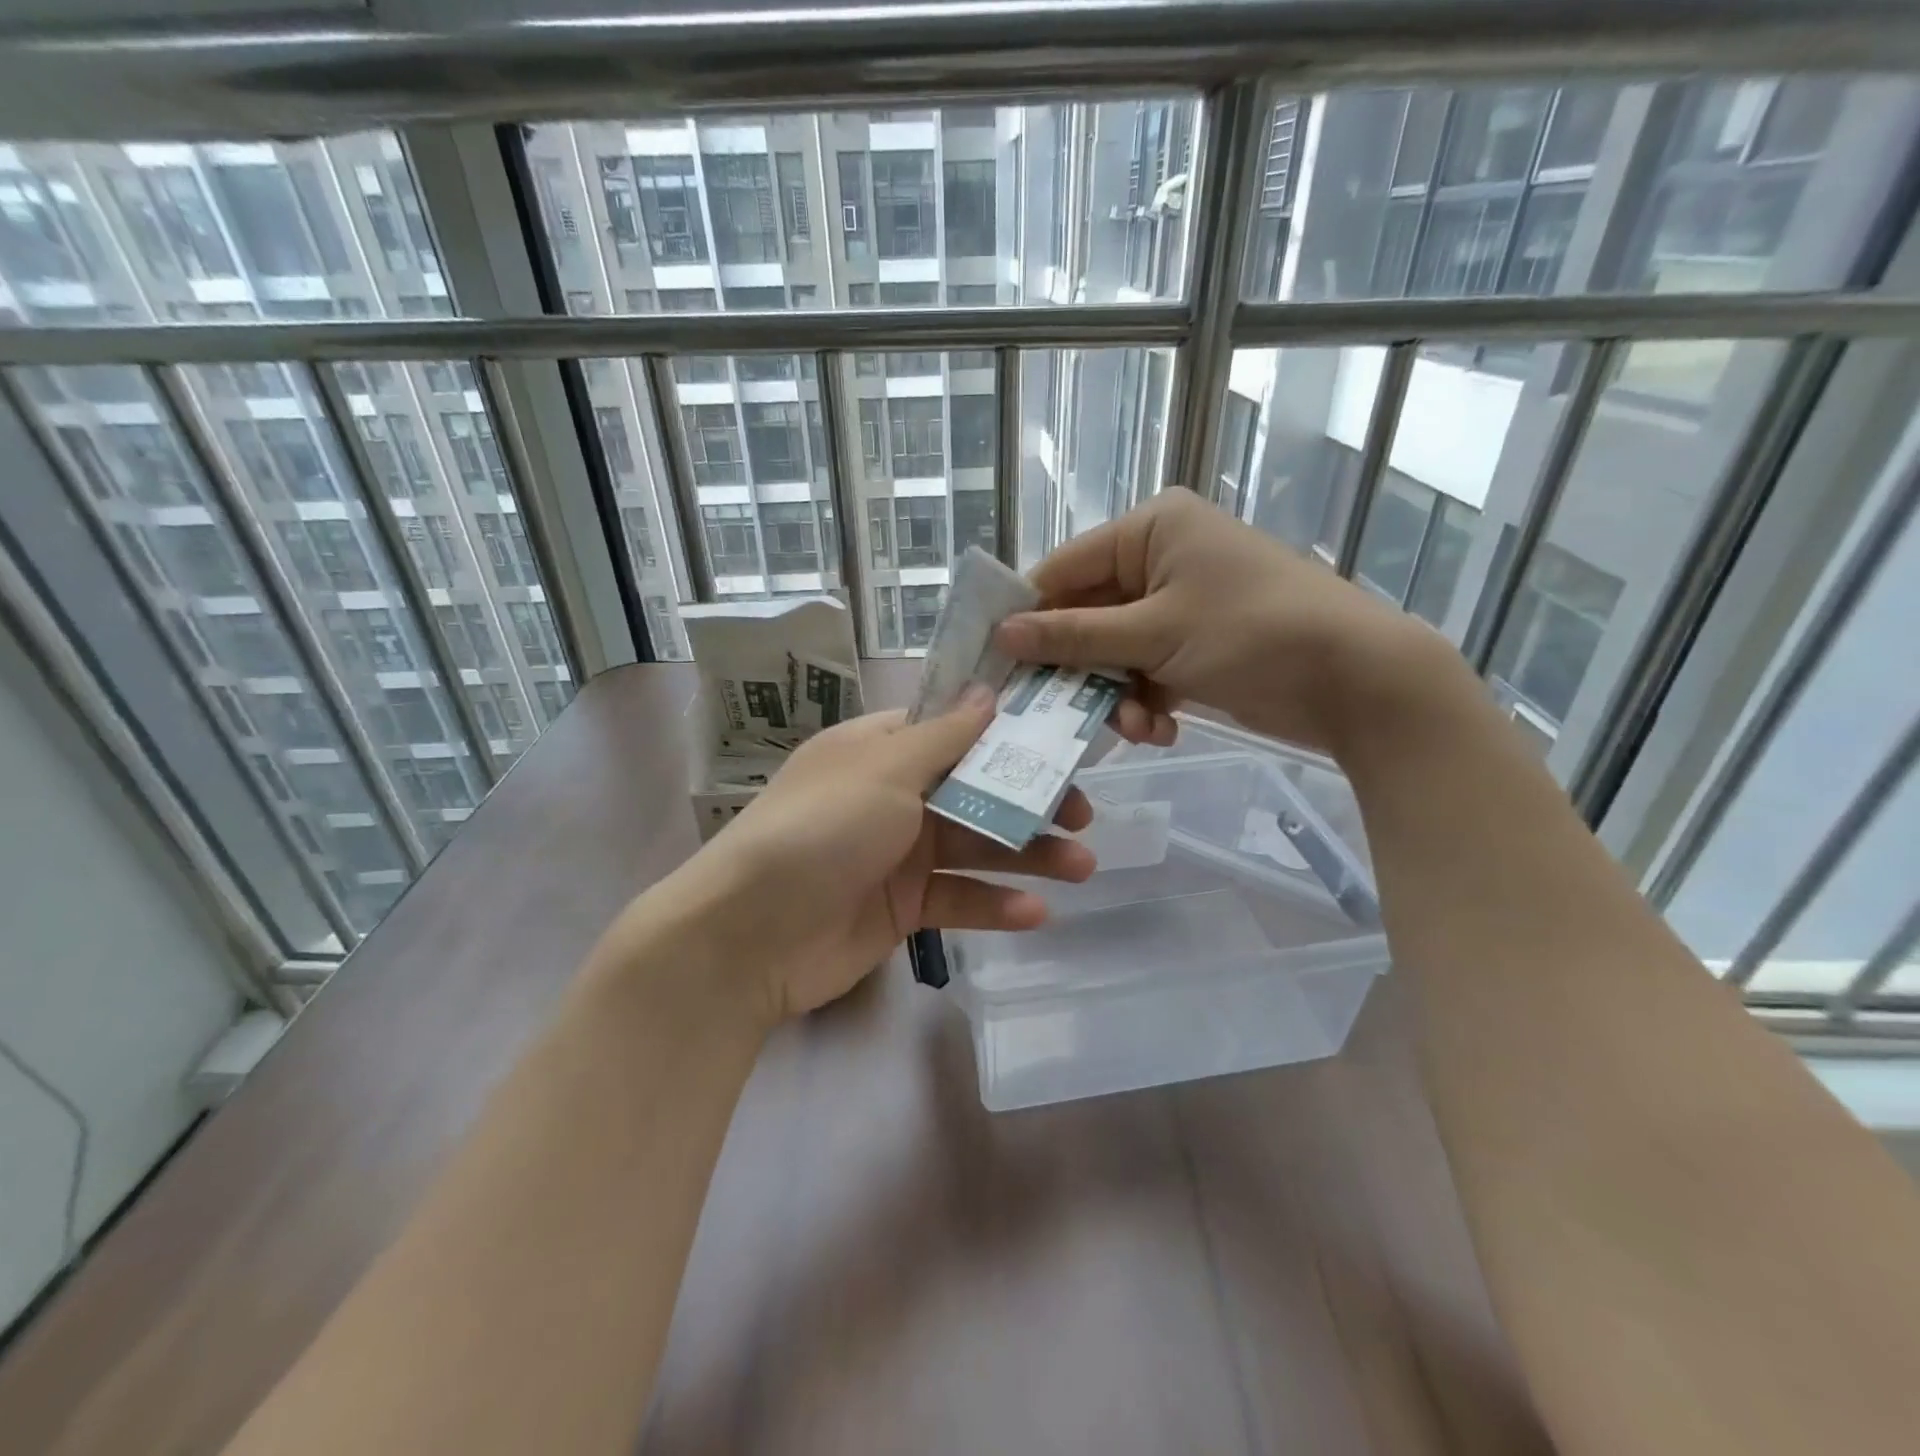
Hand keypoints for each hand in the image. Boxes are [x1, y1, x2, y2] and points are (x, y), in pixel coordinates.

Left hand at [613, 687, 1095, 1026]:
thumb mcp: (884, 770)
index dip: (1008, 733)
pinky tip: (1036, 914)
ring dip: (1028, 854)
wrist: (749, 935)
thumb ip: (945, 737)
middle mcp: (893, 795)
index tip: (1063, 738)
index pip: (955, 729)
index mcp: (882, 750)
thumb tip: (988, 691)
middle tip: (1084, 813)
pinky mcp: (903, 907)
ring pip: (976, 845)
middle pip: (976, 789)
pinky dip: (995, 904)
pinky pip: (958, 899)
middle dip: (1031, 799)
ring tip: (1083, 866)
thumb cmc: (820, 830)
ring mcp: (899, 854)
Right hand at [994, 490, 1443, 755]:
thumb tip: (1002, 634)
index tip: (995, 663)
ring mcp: (1180, 603)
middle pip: (1087, 614)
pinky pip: (1146, 670)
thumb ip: (1073, 636)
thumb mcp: (1154, 634)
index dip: (1028, 615)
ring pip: (1114, 651)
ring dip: (1115, 694)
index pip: (1064, 568)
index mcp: (1151, 528)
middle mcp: (1162, 557)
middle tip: (1053, 711)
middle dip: (1081, 668)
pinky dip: (1146, 702)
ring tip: (1132, 727)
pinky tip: (1159, 729)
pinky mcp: (1196, 643)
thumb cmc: (1252, 634)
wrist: (1357, 679)